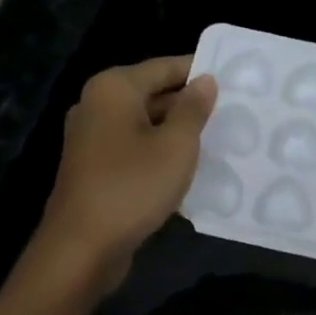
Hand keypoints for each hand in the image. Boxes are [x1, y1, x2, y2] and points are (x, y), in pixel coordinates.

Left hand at [33, 56, 217, 288]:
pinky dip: (158, 153)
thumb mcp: (176, 146)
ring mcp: (91, 138)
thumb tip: (205, 80)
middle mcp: (97, 105)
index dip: (199, 72)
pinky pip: (134, 148)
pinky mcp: (94, 167)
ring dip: (176, 132)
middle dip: (189, 104)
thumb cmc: (132, 186)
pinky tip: (187, 168)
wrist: (81, 247)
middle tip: (233, 113)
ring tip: (218, 140)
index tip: (233, 80)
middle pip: (152, 93)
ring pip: (144, 124)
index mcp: (113, 88)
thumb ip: (193, 109)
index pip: (164, 66)